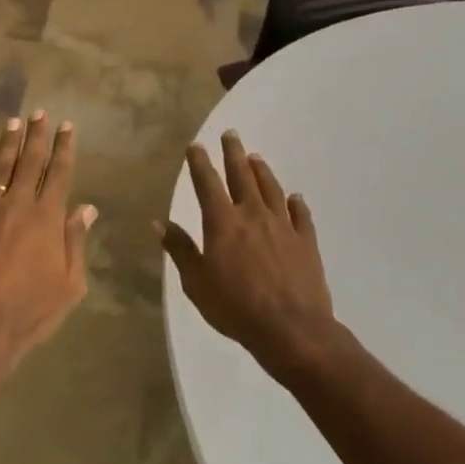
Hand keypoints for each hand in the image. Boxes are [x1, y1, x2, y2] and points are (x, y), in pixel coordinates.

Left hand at [0, 110, 97, 365]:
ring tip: (12, 123)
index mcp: (47, 218)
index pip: (59, 173)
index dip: (64, 148)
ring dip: (7, 145)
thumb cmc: (30, 312)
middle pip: (28, 162)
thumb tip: (87, 208)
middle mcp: (17, 205)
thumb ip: (76, 242)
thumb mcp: (70, 285)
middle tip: (39, 113)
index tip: (67, 126)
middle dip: (36, 135)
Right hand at [158, 131, 354, 383]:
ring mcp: (283, 227)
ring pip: (272, 189)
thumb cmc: (235, 307)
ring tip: (256, 158)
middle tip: (231, 134)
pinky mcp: (306, 242)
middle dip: (233, 153)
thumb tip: (158, 222)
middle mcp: (253, 215)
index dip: (200, 163)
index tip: (196, 146)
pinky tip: (294, 197)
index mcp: (222, 223)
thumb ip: (180, 249)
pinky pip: (301, 215)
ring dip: (262, 171)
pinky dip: (296, 203)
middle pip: (242, 176)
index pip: (207, 184)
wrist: (291, 329)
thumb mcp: (196, 282)